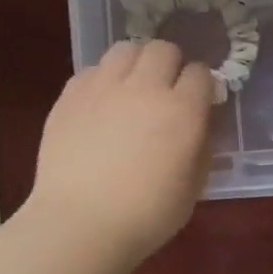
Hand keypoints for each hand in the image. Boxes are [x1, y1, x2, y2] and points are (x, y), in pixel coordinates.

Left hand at [25, 40, 214, 261]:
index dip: (201, 86)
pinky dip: (103, 79)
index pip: (201, 73)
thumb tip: (199, 124)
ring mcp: (104, 87)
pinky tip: (101, 104)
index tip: (197, 102)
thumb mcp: (193, 186)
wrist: (80, 225)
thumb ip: (202, 146)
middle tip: (165, 91)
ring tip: (132, 88)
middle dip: (170, 65)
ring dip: (136, 63)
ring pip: (126, 49)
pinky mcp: (70, 95)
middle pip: (164, 49)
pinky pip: (93, 69)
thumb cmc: (146, 215)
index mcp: (182, 111)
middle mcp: (145, 88)